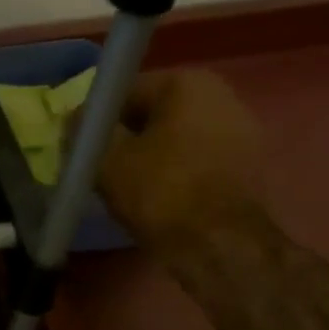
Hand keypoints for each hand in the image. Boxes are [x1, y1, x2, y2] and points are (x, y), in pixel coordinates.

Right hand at [93, 69, 261, 248]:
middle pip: (152, 113)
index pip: (123, 92)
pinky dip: (174, 171)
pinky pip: (195, 158)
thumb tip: (79, 116)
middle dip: (126, 136)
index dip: (97, 121)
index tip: (83, 148)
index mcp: (187, 83)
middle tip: (101, 168)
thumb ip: (87, 129)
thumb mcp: (106, 158)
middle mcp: (222, 95)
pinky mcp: (249, 165)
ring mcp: (242, 131)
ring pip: (175, 137)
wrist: (220, 247)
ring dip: (150, 155)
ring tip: (127, 186)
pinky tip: (157, 196)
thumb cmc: (160, 191)